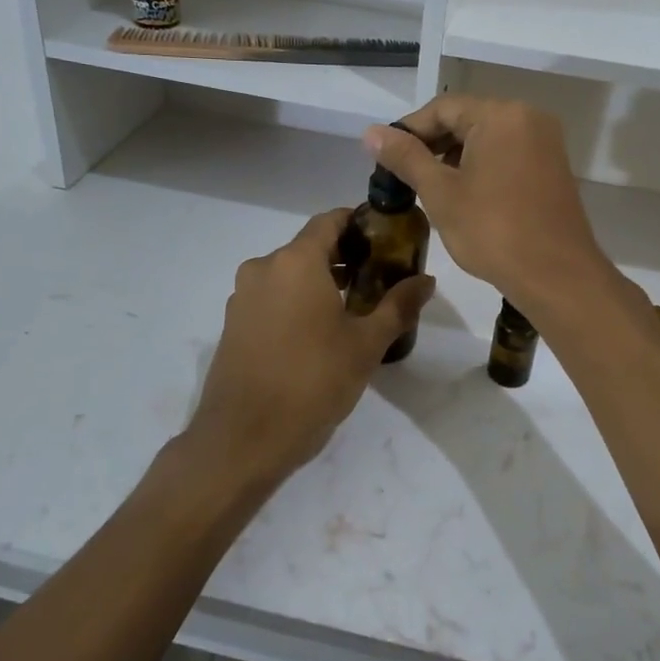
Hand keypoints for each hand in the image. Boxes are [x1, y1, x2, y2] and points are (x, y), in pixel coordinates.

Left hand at [188, 209, 435, 482]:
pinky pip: (271, 298)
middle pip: (309, 247)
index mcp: (295, 261)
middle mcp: (263, 268)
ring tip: (354, 308)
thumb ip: (398, 306)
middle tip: (379, 277)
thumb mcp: (366, 345)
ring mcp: (243, 297)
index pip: (329, 221)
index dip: (358, 223)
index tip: (385, 238)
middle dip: (344, 256)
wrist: (243, 439)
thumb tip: (426, 280)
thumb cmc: (312, 382)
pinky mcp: (233, 325)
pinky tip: (319, 333)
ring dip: (320, 281)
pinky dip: (296, 302)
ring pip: (288, 275)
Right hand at [364, 97, 613, 316]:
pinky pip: (507, 154)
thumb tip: (371, 133)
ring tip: (428, 188)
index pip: (443, 108)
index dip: (409, 130)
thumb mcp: (441, 193)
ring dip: (455, 158)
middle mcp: (529, 118)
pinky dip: (481, 167)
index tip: (385, 158)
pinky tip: (463, 195)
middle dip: (432, 144)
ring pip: (487, 139)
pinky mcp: (552, 168)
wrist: (557, 276)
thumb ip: (406, 157)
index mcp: (502, 115)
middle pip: (467, 119)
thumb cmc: (494, 231)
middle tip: (403, 176)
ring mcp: (545, 143)